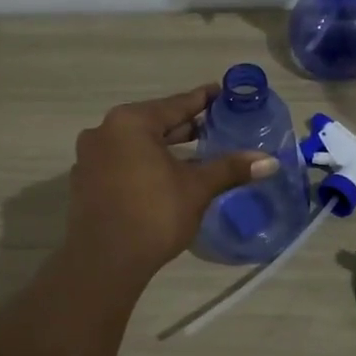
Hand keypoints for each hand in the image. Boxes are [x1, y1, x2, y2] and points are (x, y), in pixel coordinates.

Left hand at [66, 85, 277, 277]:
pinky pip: (121, 163)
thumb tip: (271, 161)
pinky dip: (143, 165)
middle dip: (184, 126)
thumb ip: (230, 169)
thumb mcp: (197, 188)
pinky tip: (164, 178)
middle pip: (153, 123)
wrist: (104, 262)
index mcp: (130, 122)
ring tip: (195, 153)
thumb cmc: (154, 214)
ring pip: (135, 145)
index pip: (176, 104)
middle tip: (215, 126)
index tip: (222, 93)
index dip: (203, 100)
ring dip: (163, 148)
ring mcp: (89, 158)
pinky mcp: (84, 183)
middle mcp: (104, 132)